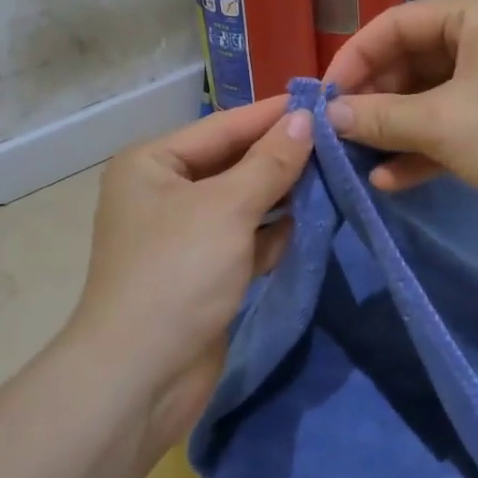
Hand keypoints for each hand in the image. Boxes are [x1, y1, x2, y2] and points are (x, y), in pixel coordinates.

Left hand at [66, 97, 313, 454]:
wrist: (140, 378)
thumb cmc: (178, 273)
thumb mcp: (227, 208)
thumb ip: (270, 162)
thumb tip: (307, 118)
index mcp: (152, 163)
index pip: (223, 126)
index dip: (273, 115)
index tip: (324, 100)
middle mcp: (163, 192)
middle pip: (233, 163)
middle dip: (281, 156)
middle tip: (338, 140)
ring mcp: (182, 235)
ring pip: (242, 202)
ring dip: (282, 194)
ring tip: (335, 175)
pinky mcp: (202, 272)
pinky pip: (244, 239)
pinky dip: (272, 233)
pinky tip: (310, 222)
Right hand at [323, 0, 477, 244]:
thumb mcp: (444, 124)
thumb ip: (380, 116)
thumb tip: (328, 115)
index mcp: (476, 15)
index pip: (395, 24)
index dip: (354, 58)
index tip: (322, 98)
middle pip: (410, 61)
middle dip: (373, 99)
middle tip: (337, 133)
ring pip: (427, 98)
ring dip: (392, 128)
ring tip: (356, 159)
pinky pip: (449, 126)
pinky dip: (420, 149)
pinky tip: (389, 180)